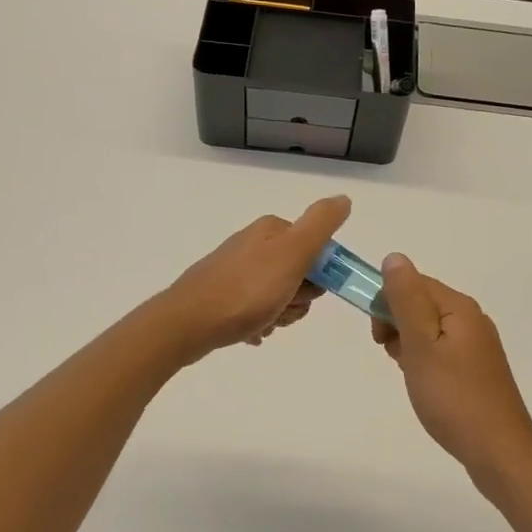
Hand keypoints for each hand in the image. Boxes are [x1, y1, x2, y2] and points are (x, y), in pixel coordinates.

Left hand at [160, 196, 350, 360]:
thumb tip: (344, 198)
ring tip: (262, 323)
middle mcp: (255, 243)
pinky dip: (260, 323)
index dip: (319, 278)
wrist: (187, 323)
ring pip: (280, 295)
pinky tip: (251, 332)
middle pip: (300, 275)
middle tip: (280, 309)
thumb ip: (321, 225)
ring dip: (279, 314)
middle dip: (298, 300)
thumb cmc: (246, 290)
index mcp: (273, 230)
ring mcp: (237, 269)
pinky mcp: (224, 294)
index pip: (317, 251)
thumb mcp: (292, 253)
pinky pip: (257, 309)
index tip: (302, 293)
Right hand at [371, 254, 531, 483]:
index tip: (377, 335)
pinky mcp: (476, 369)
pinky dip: (423, 358)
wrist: (498, 451)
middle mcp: (471, 319)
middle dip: (396, 322)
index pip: (413, 282)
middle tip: (391, 354)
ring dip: (407, 342)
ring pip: (429, 328)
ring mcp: (476, 345)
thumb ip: (406, 299)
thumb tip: (394, 257)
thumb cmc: (453, 397)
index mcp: (459, 307)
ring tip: (406, 372)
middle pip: (421, 302)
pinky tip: (420, 381)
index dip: (387, 301)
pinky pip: (440, 349)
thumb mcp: (421, 345)